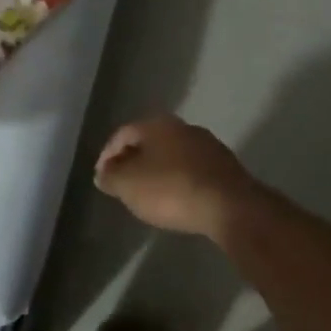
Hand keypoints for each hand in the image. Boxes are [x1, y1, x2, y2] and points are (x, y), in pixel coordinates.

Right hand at [93, 115, 263, 242]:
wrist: (229, 206)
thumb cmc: (171, 190)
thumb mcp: (128, 185)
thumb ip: (111, 177)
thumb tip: (103, 173)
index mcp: (158, 124)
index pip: (123, 134)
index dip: (107, 155)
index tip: (101, 177)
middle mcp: (184, 127)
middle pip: (150, 141)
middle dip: (133, 161)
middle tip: (122, 184)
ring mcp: (208, 146)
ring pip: (172, 155)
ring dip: (157, 171)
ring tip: (147, 194)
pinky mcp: (225, 167)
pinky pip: (191, 170)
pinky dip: (178, 181)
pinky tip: (176, 199)